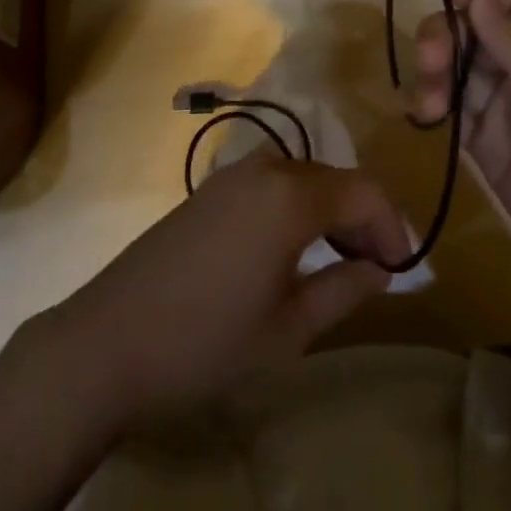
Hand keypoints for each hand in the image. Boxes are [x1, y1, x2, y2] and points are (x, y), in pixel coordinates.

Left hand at [32, 156, 409, 431]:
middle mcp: (265, 168)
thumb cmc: (207, 342)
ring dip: (329, 213)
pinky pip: (270, 185)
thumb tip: (380, 268)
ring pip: (302, 179)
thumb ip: (344, 288)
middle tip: (376, 268)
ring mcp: (231, 175)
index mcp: (291, 195)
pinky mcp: (208, 190)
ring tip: (339, 261)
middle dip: (362, 219)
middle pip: (333, 180)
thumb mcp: (288, 330)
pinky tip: (292, 250)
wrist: (107, 341)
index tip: (404, 267)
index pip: (363, 192)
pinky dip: (295, 209)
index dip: (391, 226)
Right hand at [413, 0, 510, 317]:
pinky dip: (432, 103)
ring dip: (434, 68)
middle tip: (430, 59)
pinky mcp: (488, 147)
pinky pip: (452, 110)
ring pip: (457, 66)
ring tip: (430, 100)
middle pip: (475, 28)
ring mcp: (508, 107)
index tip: (451, 2)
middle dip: (446, 32)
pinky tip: (426, 114)